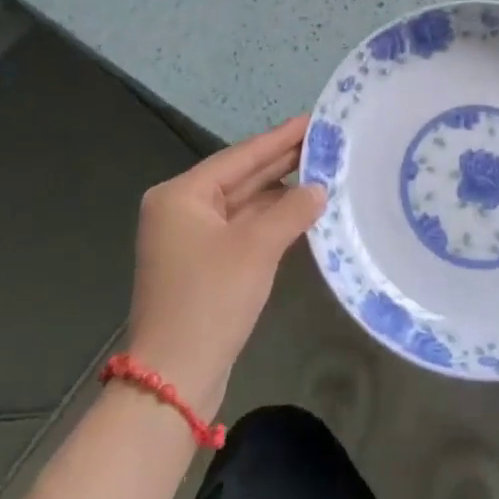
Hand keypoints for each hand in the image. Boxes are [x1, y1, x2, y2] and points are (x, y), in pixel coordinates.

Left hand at [125, 117, 326, 417]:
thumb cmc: (210, 300)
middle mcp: (180, 209)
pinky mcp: (202, 264)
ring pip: (243, 204)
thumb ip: (292, 210)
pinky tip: (301, 210)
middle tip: (325, 141)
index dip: (280, 138)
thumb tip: (320, 189)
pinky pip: (241, 229)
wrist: (174, 379)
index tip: (313, 119)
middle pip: (240, 177)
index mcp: (181, 195)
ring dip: (279, 193)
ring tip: (322, 171)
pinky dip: (270, 220)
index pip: (241, 156)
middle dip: (282, 162)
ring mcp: (189, 239)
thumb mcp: (256, 248)